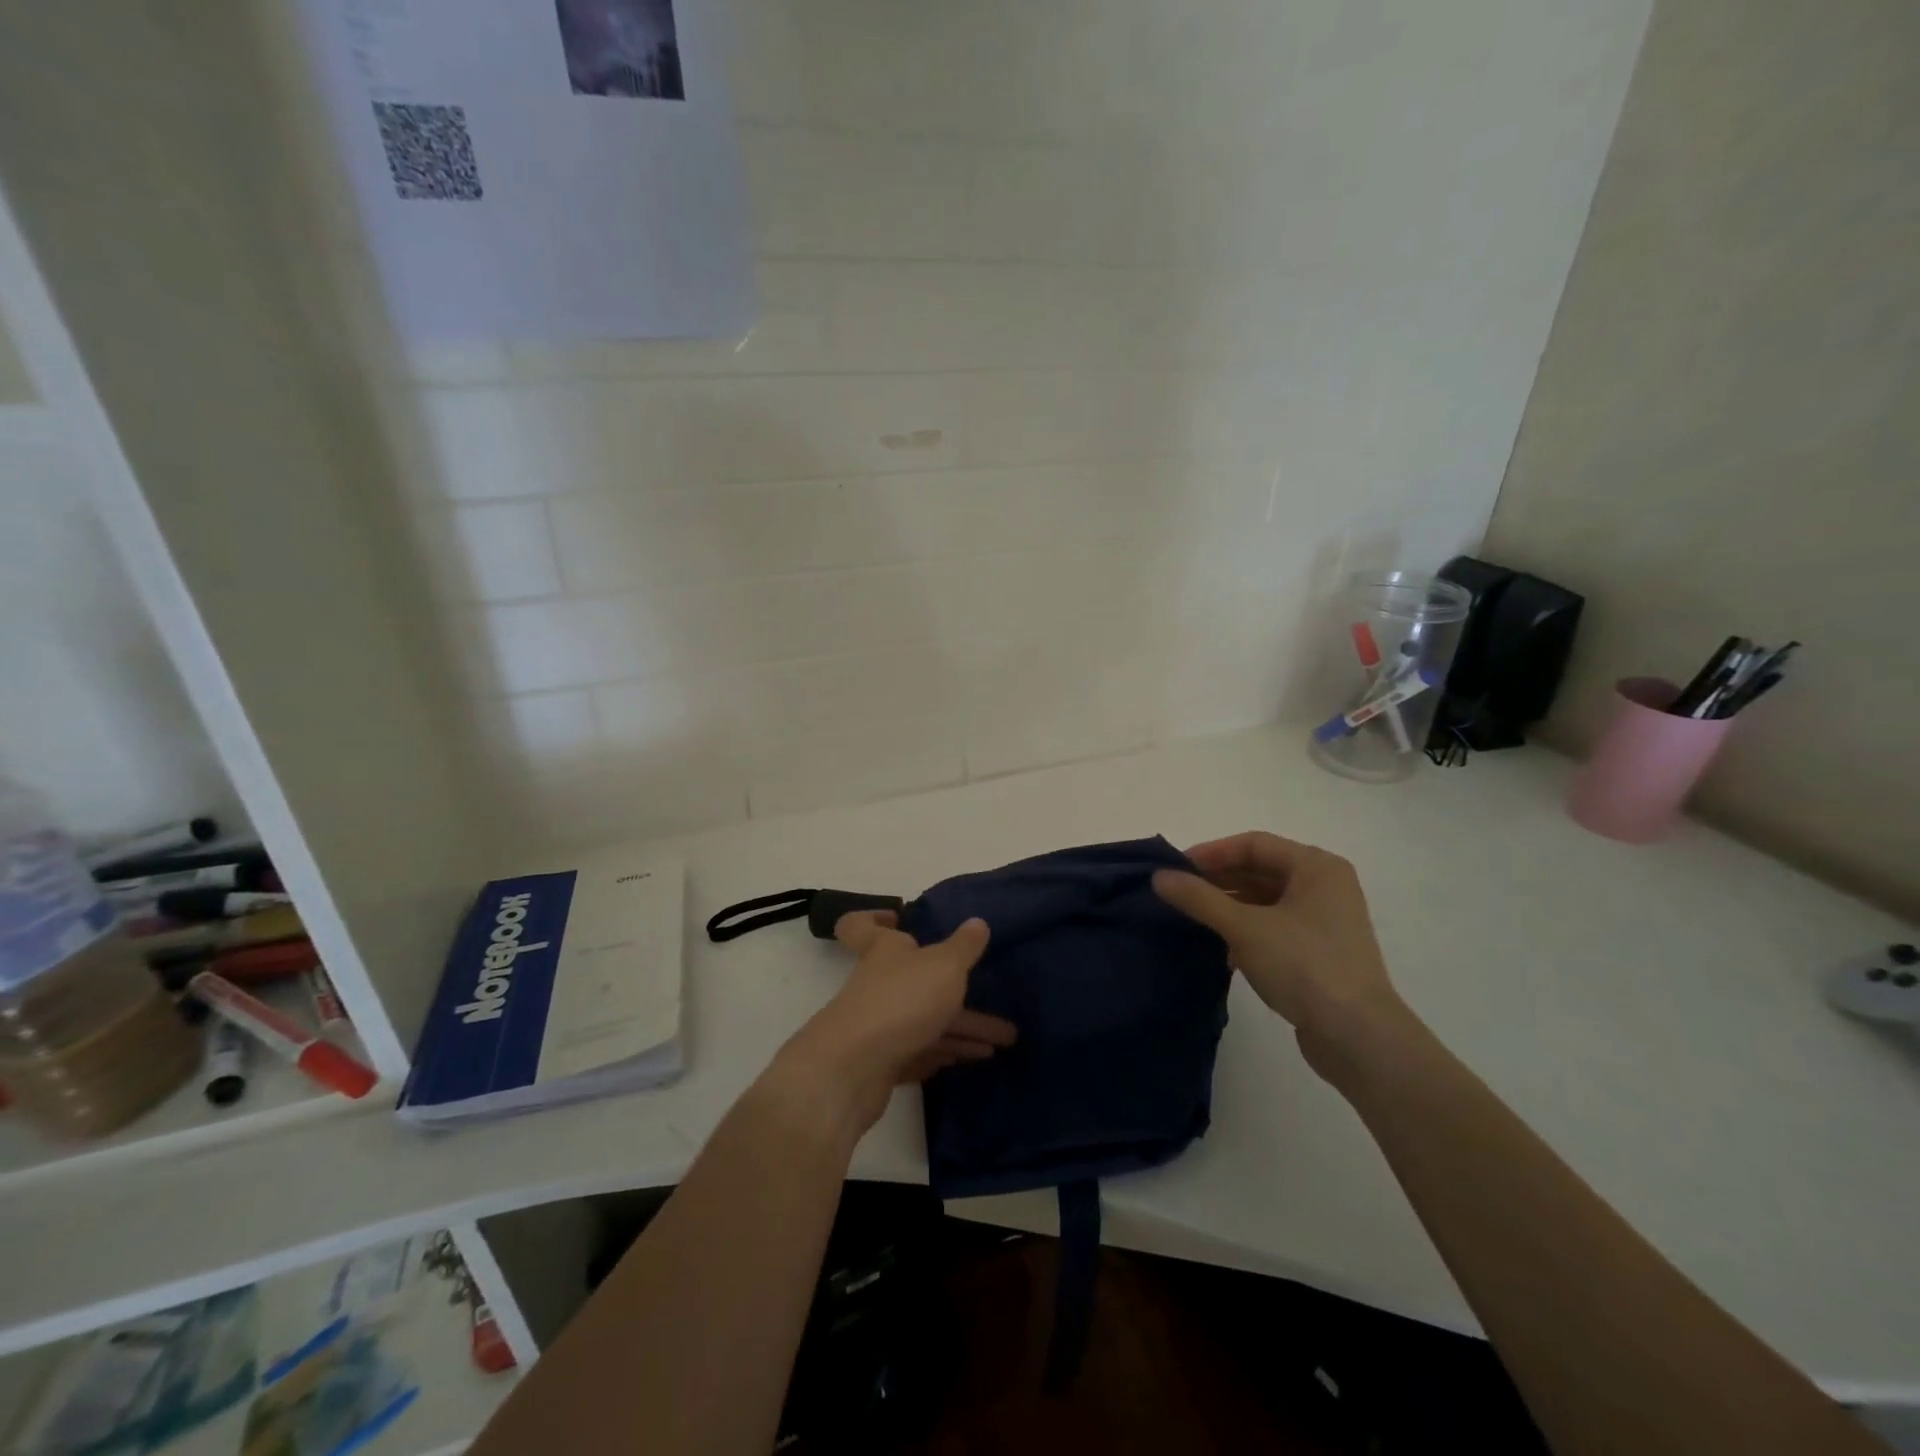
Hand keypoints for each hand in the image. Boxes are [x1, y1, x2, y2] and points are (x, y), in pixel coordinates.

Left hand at [767, 911, 1014, 1136]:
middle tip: (993, 999)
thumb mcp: (944, 966)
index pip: (860, 926)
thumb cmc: (901, 1001)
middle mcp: (877, 983)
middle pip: (916, 980)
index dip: (873, 918)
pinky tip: (972, 1058)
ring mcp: (877, 1024)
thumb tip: (977, 922)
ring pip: (924, 1020)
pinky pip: (918, 1051)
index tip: (896, 917)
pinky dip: (944, 1052)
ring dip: (963, 1029)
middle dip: (956, 990)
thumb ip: (964, 946)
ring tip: (1004, 1042)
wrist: (854, 1070)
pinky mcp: (880, 1063)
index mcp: (883, 950)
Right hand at [1153, 831, 1413, 1083]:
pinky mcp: (1320, 952)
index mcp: (1316, 867)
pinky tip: (1219, 946)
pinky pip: (1274, 926)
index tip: (1175, 869)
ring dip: (1228, 906)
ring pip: (1265, 900)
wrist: (1359, 1039)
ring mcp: (1325, 921)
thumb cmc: (1305, 966)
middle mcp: (1325, 886)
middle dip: (1217, 880)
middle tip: (1177, 894)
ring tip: (1192, 918)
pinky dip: (1245, 929)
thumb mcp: (1245, 928)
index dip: (1211, 853)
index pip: (1253, 844)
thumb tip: (1159, 876)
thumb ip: (1199, 898)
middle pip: (1260, 870)